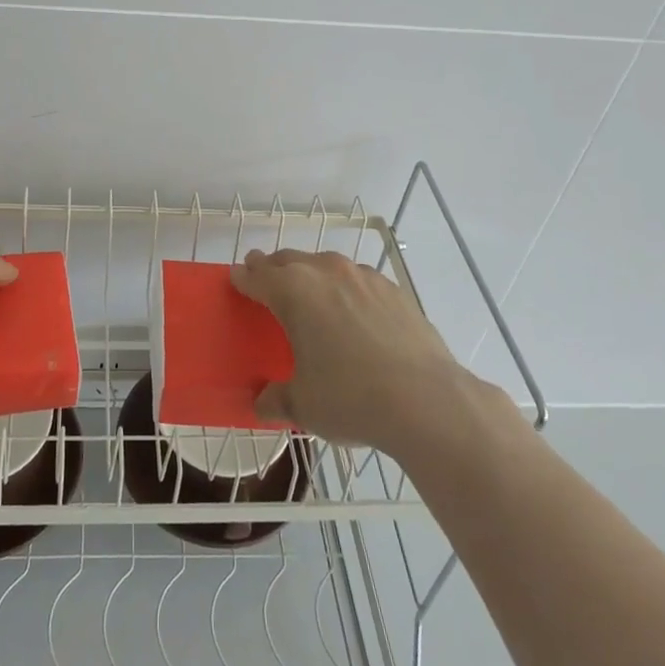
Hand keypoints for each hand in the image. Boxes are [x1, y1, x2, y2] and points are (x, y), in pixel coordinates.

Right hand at [232, 247, 501, 457]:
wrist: (427, 401)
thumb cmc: (351, 398)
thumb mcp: (303, 405)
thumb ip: (277, 398)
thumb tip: (262, 402)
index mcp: (293, 292)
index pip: (257, 275)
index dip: (243, 277)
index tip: (237, 279)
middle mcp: (325, 272)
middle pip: (289, 260)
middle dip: (273, 268)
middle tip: (265, 280)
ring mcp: (363, 277)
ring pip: (325, 264)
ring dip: (310, 273)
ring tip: (310, 295)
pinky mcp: (393, 289)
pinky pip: (358, 279)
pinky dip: (346, 287)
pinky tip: (353, 311)